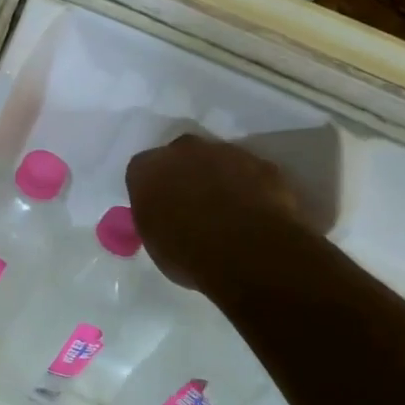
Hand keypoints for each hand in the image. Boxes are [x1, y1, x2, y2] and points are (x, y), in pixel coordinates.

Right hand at [125, 135, 309, 291]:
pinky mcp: (262, 163)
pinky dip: (251, 188)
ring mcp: (225, 152)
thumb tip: (165, 216)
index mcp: (147, 169)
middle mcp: (182, 150)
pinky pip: (251, 173)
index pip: (142, 171)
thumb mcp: (154, 241)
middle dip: (186, 175)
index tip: (160, 209)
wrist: (248, 252)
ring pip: (218, 161)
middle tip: (194, 205)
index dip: (153, 189)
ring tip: (229, 212)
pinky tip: (256, 213)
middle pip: (180, 156)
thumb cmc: (187, 254)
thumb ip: (155, 217)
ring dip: (220, 179)